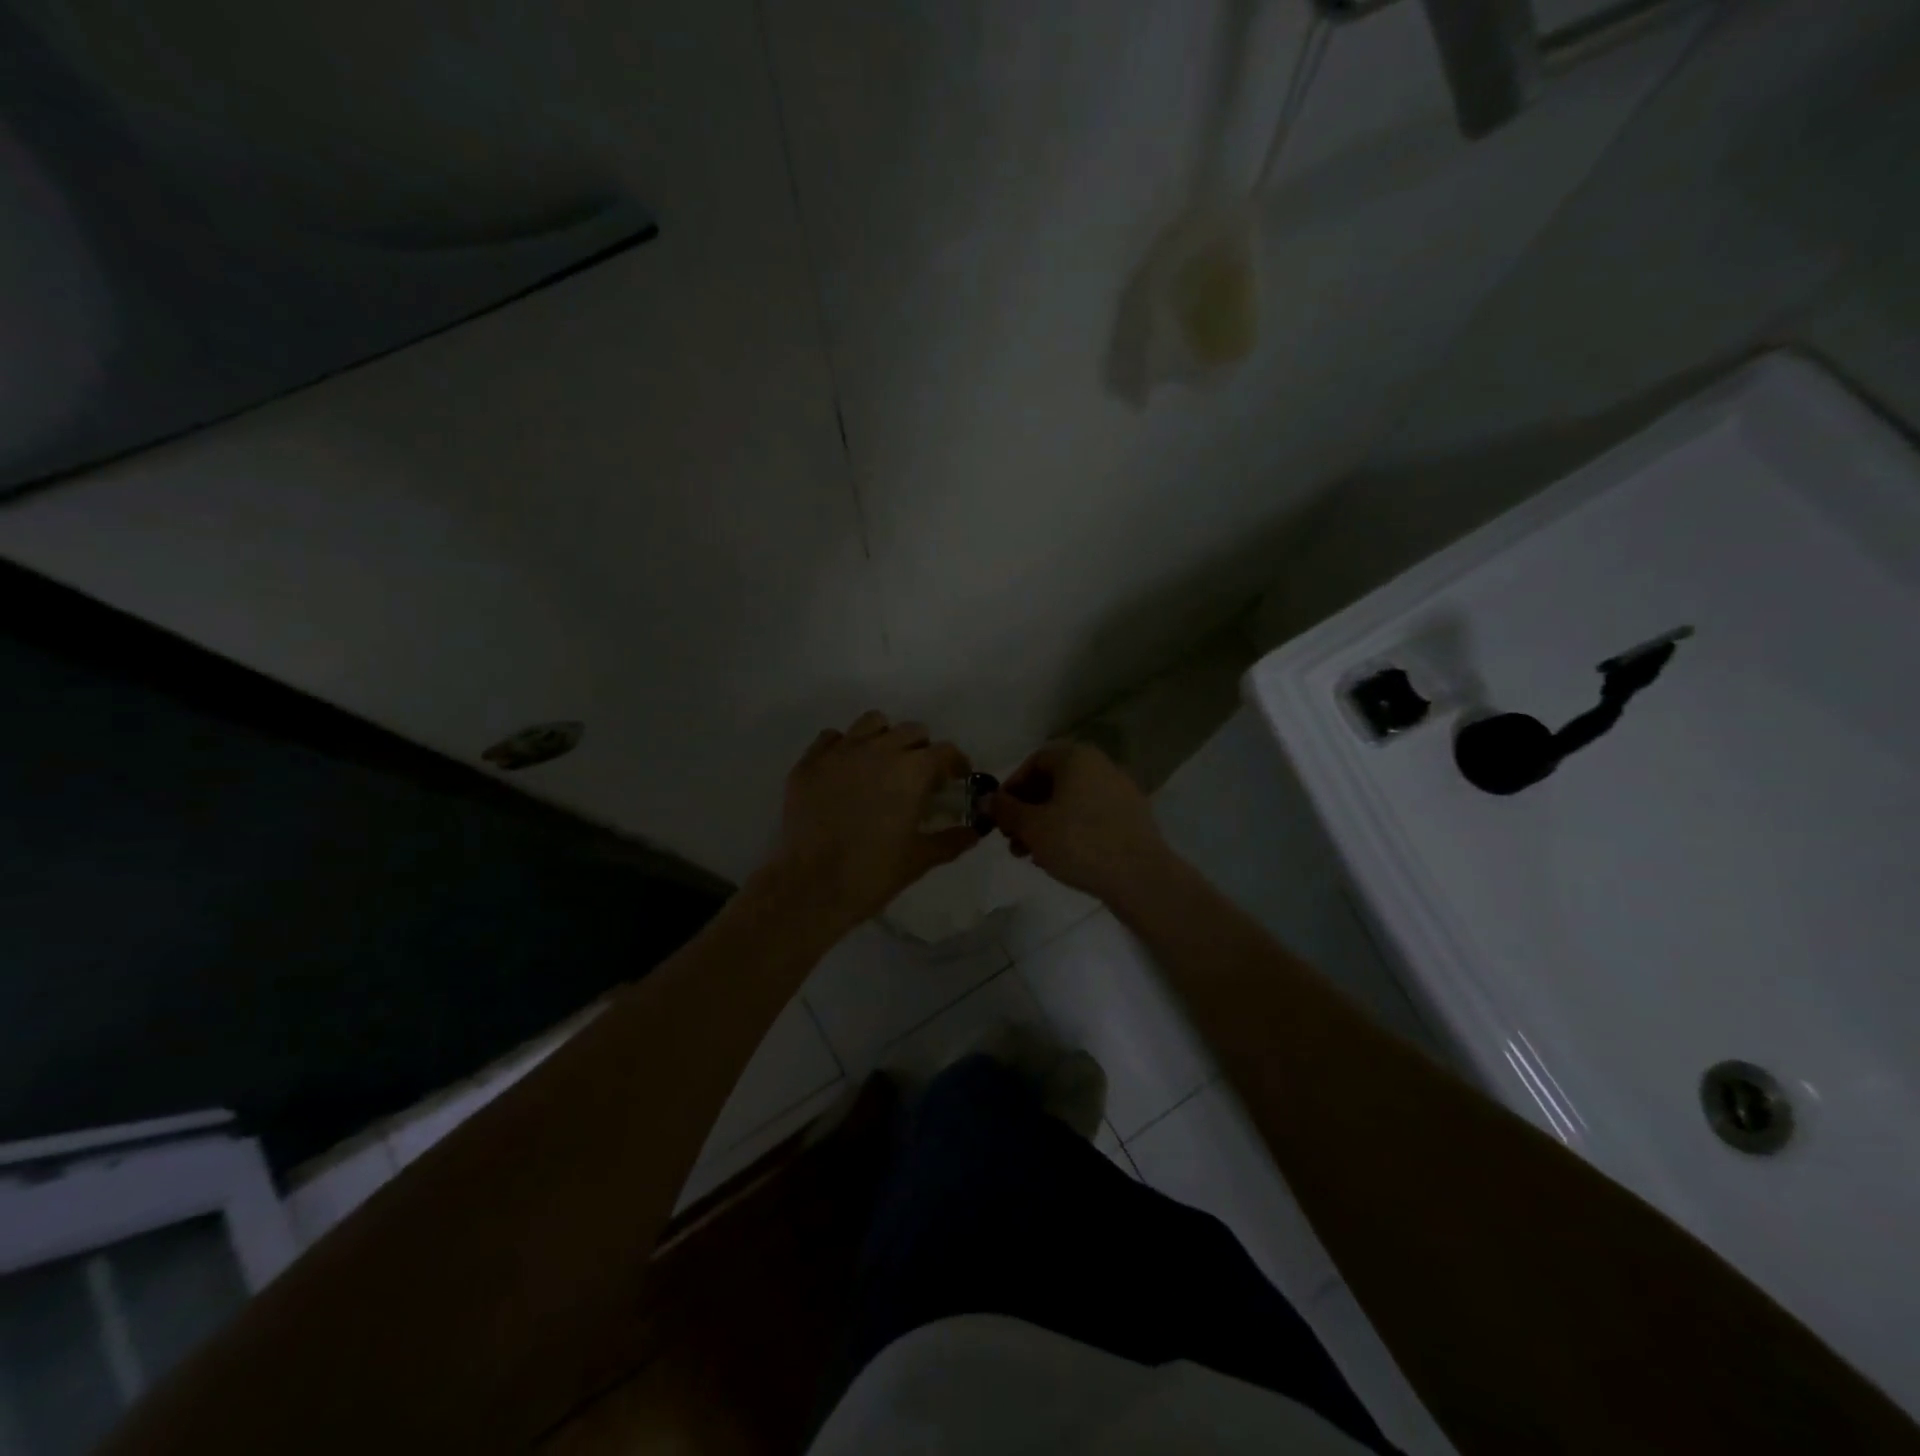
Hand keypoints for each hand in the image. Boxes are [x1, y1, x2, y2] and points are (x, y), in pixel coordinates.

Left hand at [767, 711, 980, 931]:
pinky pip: (831, 738)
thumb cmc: (874, 873)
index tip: (956, 779)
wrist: (812, 886)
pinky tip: (845, 772)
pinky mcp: (810, 762)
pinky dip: (844, 748)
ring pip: (871, 723)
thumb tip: (974, 832)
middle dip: (921, 749)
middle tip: (919, 776)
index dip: (956, 763)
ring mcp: (841, 752)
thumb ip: (952, 839)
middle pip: (911, 731)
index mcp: (912, 770)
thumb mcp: (921, 859)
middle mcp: (879, 750)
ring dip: (884, 738)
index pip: (945, 751)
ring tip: (881, 764)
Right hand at [986, 742, 1174, 904]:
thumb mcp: (1032, 826)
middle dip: (1027, 811)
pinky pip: (1091, 817)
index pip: (1035, 761)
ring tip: (1030, 855)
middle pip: (1053, 783)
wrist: (1140, 877)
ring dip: (1045, 824)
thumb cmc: (1079, 843)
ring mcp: (1120, 792)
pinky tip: (1059, 859)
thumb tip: (986, 799)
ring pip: (1071, 803)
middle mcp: (1101, 766)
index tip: (999, 814)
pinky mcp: (1131, 818)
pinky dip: (1070, 832)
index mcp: (1077, 758)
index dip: (1012, 787)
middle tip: (1011, 839)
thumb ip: (1005, 810)